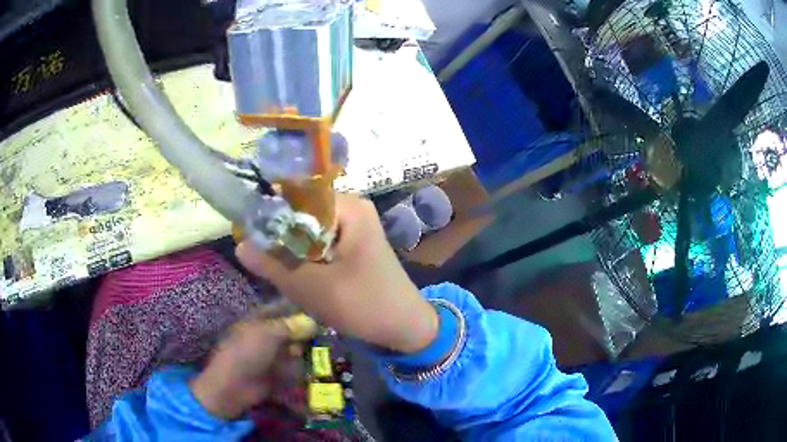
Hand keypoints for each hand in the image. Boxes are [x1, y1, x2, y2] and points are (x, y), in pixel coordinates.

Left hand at [191, 313, 313, 419]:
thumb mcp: (268, 334)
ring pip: (291, 349)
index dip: (297, 309)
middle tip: (320, 335)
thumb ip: (291, 326)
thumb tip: (313, 321)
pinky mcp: (274, 374)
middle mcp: (264, 336)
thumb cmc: (246, 353)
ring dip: (302, 351)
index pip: (279, 309)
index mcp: (257, 321)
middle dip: (303, 333)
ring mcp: (268, 356)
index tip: (318, 311)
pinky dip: (299, 368)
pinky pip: (291, 368)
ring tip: (316, 353)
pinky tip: (309, 368)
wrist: (233, 386)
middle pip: (288, 330)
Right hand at [236, 193, 437, 353]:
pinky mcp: (351, 246)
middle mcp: (351, 209)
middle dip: (278, 235)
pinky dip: (303, 257)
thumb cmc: (365, 305)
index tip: (246, 232)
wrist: (405, 328)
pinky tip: (292, 272)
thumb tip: (240, 245)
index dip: (269, 212)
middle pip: (301, 213)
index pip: (297, 195)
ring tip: (270, 266)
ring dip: (289, 249)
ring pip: (307, 230)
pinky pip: (318, 243)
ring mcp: (352, 227)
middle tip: (256, 255)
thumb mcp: (314, 288)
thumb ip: (274, 266)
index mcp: (348, 207)